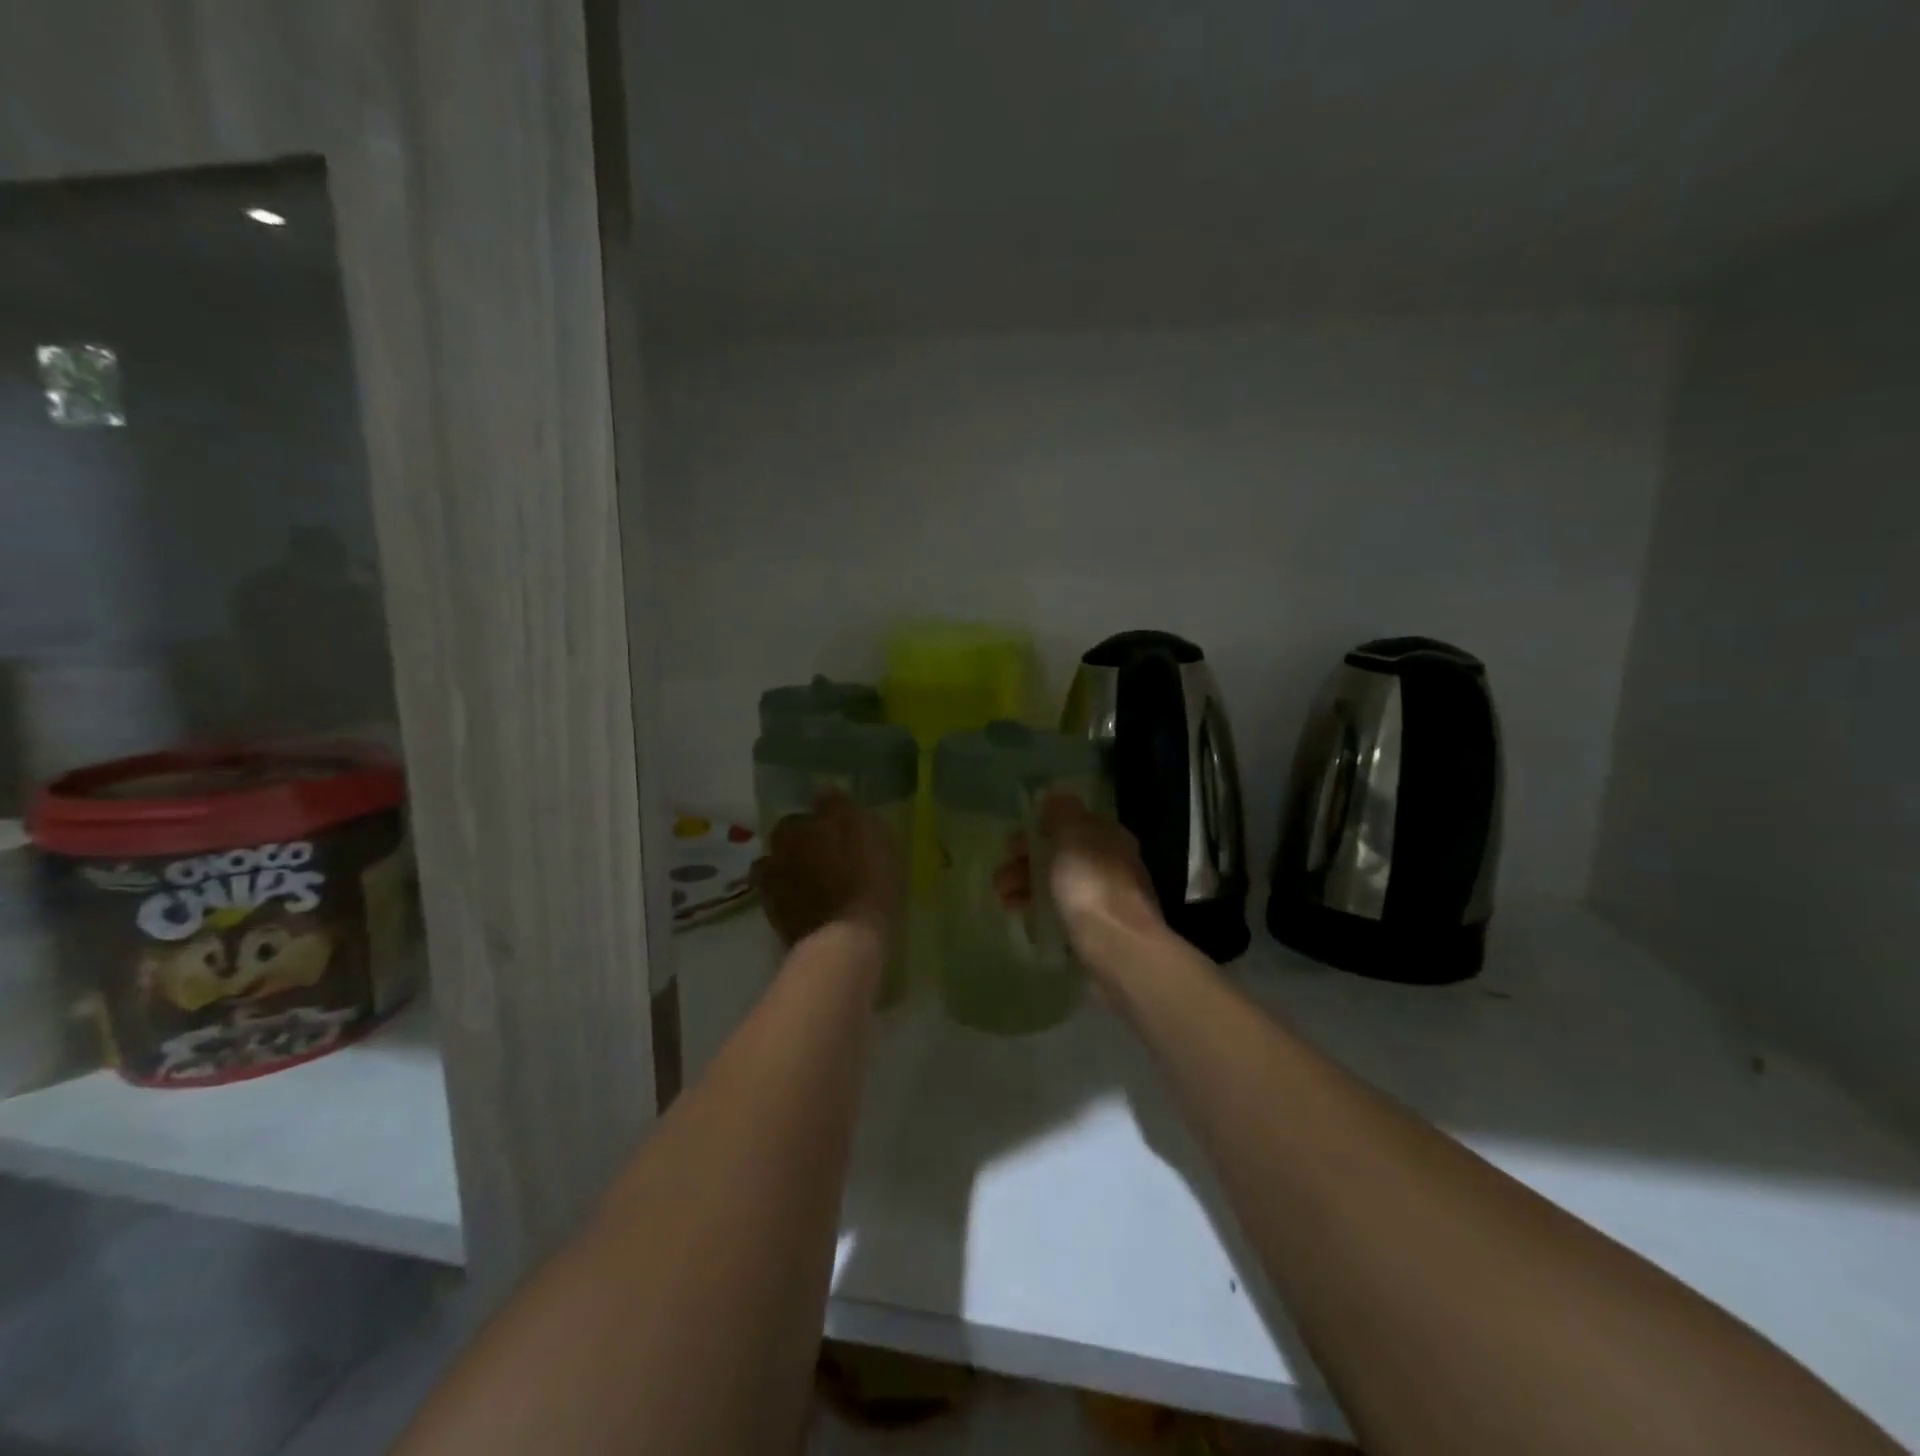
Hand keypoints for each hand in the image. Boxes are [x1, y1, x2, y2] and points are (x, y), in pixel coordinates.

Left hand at [752, 792, 902, 946]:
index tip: (839, 833)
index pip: (803, 816)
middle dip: (804, 847)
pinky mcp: (777, 922)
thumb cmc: (865, 876)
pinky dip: (796, 901)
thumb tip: (823, 790)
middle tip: (831, 858)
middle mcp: (775, 854)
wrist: (846, 939)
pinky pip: (786, 902)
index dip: (822, 824)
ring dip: (795, 874)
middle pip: (788, 844)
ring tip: (820, 885)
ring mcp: (771, 890)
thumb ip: (841, 807)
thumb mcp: (868, 830)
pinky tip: (816, 907)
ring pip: (782, 872)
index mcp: (795, 828)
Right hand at [990, 792, 1164, 967]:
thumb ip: (1062, 813)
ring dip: (1026, 887)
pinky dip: (1039, 910)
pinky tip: (1024, 917)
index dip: (1038, 830)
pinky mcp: (1096, 929)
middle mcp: (1109, 863)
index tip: (1013, 844)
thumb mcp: (1073, 835)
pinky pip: (1061, 912)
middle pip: (1060, 856)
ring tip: (1003, 899)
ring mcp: (1103, 898)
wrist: (1118, 946)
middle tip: (1002, 875)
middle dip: (1026, 862)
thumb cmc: (1091, 883)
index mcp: (1107, 836)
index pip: (1069, 825)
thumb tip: (1054, 796)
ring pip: (1057, 885)